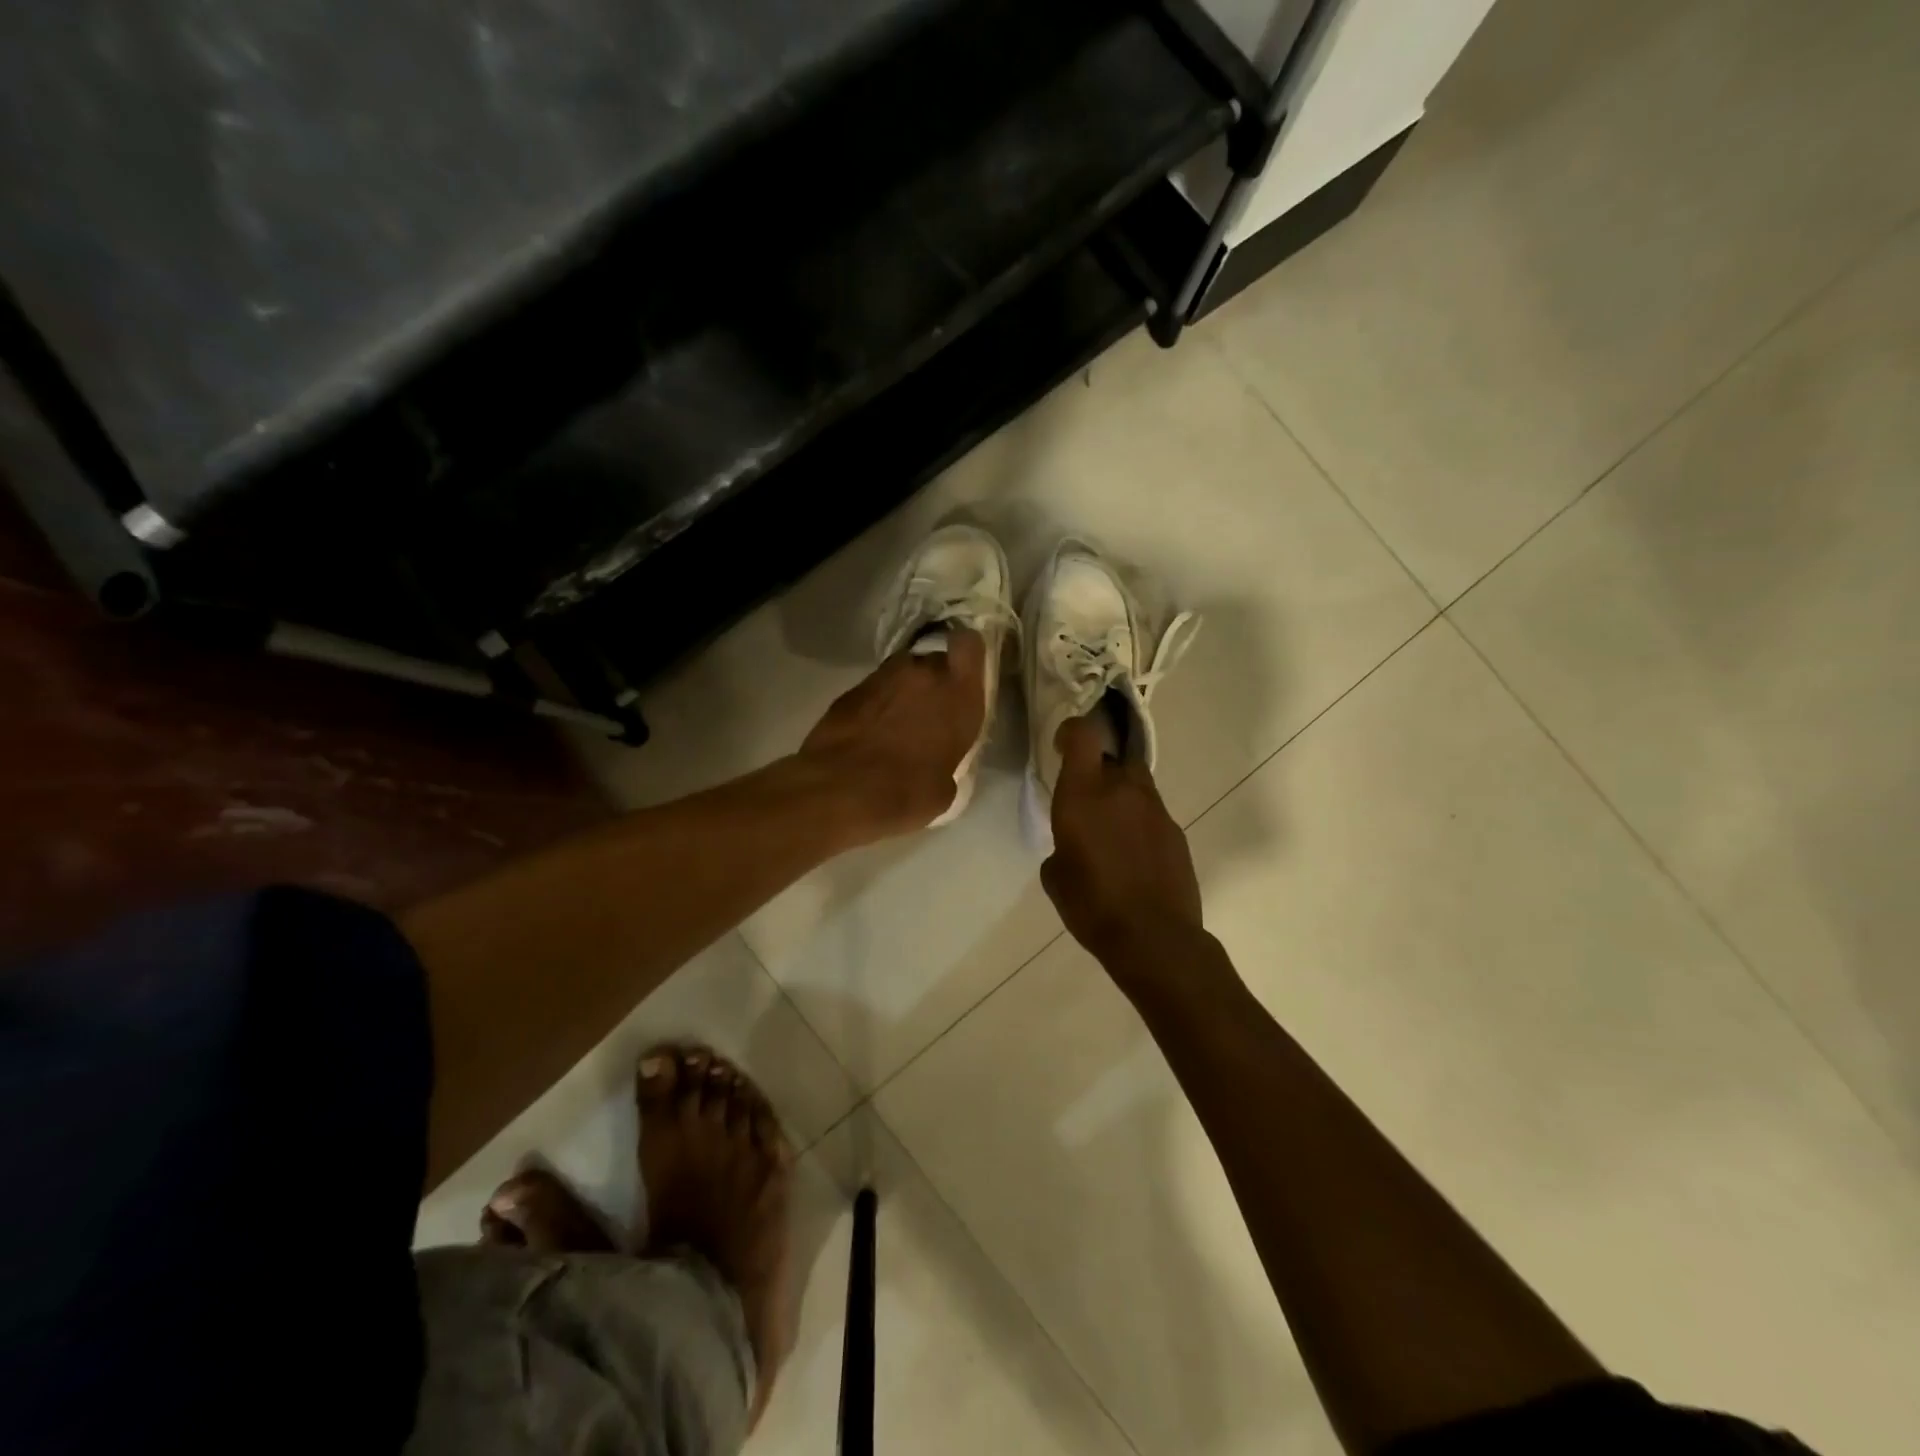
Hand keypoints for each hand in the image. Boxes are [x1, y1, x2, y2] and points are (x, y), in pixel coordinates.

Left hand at [797, 629, 986, 840]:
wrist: (839, 792)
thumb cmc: (906, 793)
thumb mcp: (945, 787)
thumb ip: (949, 758)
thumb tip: (938, 761)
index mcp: (957, 694)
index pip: (969, 645)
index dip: (966, 654)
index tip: (964, 674)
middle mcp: (923, 674)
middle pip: (933, 662)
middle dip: (932, 683)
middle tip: (927, 714)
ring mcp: (882, 677)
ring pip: (901, 674)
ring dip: (902, 693)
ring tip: (896, 727)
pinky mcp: (850, 690)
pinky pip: (874, 691)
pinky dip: (876, 707)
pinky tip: (870, 735)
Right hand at [1040, 715, 1203, 969]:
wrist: (1154, 938)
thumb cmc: (1092, 905)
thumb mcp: (1055, 876)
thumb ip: (1061, 844)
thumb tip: (1073, 842)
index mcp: (1084, 793)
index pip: (1083, 734)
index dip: (1071, 732)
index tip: (1062, 747)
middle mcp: (1122, 790)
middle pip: (1114, 757)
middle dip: (1099, 770)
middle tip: (1087, 798)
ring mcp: (1155, 809)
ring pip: (1136, 784)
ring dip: (1121, 797)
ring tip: (1111, 833)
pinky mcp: (1175, 832)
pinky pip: (1152, 814)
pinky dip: (1139, 824)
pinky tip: (1133, 857)